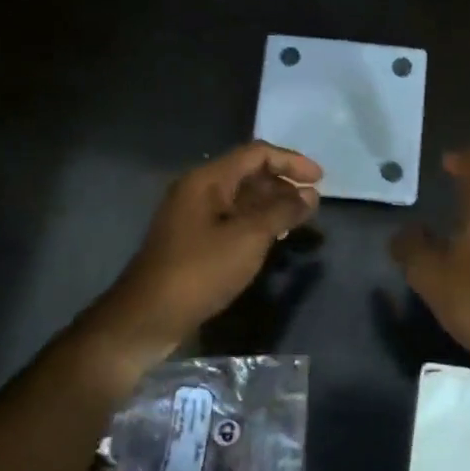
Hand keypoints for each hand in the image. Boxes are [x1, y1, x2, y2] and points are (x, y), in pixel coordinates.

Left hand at [97, 141, 321, 361]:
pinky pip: (231, 219)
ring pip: (241, 199)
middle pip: (248, 174)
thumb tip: (310, 195)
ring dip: (272, 205)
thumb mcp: (249, 237)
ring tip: (299, 221)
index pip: (256, 154)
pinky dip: (256, 223)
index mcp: (207, 180)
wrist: (149, 316)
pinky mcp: (193, 241)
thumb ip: (282, 211)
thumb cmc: (201, 270)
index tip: (320, 180)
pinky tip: (274, 239)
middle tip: (312, 204)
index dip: (291, 161)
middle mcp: (198, 190)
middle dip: (283, 184)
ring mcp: (193, 216)